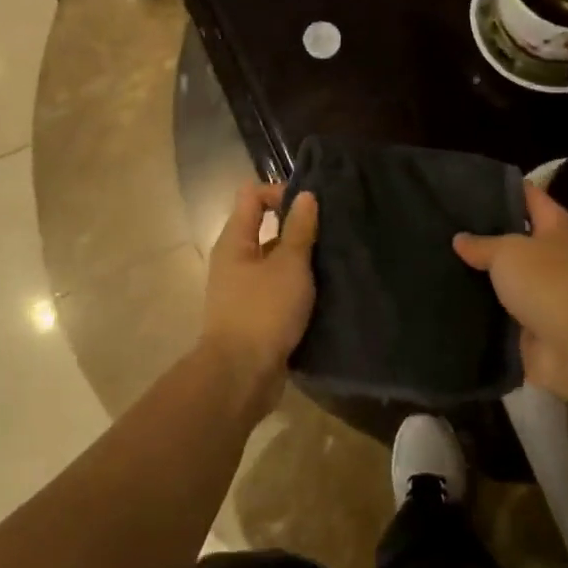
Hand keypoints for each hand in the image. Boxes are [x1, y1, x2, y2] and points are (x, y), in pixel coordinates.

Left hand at [200, 182, 319, 417]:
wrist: (241, 376)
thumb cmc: (263, 311)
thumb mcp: (289, 265)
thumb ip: (299, 230)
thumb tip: (306, 196)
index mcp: (235, 240)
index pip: (251, 195)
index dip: (281, 192)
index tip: (312, 207)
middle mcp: (234, 259)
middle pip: (264, 227)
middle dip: (296, 227)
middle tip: (331, 233)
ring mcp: (242, 288)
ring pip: (274, 260)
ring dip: (300, 259)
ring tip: (333, 262)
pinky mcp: (254, 314)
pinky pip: (276, 287)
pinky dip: (296, 285)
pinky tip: (323, 291)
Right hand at [453, 182, 567, 406]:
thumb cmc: (549, 284)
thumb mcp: (508, 253)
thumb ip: (482, 244)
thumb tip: (460, 239)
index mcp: (559, 226)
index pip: (529, 196)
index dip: (501, 189)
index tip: (465, 186)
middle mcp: (557, 255)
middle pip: (517, 237)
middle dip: (485, 233)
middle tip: (444, 226)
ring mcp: (548, 292)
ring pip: (509, 276)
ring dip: (483, 274)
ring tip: (440, 260)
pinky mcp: (536, 324)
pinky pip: (505, 309)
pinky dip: (484, 307)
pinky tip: (452, 298)